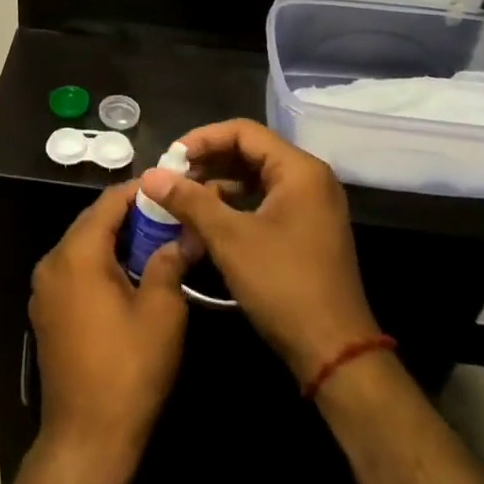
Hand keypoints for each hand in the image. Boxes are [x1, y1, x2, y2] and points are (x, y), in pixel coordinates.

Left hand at [30, 182, 191, 474]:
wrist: (87, 437)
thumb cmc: (128, 369)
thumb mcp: (161, 312)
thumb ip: (169, 263)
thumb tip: (183, 236)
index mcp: (76, 254)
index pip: (108, 203)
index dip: (140, 191)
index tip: (171, 187)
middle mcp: (52, 262)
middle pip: (93, 222)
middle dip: (131, 217)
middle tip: (170, 217)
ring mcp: (45, 289)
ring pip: (84, 247)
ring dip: (117, 241)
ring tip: (158, 243)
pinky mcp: (47, 312)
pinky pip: (76, 272)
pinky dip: (101, 264)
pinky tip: (131, 275)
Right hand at [138, 120, 379, 384]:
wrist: (333, 351)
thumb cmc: (283, 284)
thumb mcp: (230, 238)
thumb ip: (189, 200)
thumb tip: (150, 175)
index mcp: (299, 170)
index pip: (244, 132)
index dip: (202, 139)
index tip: (170, 157)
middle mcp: (310, 179)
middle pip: (250, 152)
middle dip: (208, 161)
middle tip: (171, 177)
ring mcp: (311, 206)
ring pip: (256, 179)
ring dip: (218, 184)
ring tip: (182, 199)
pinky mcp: (307, 231)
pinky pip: (265, 202)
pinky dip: (235, 206)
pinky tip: (206, 221)